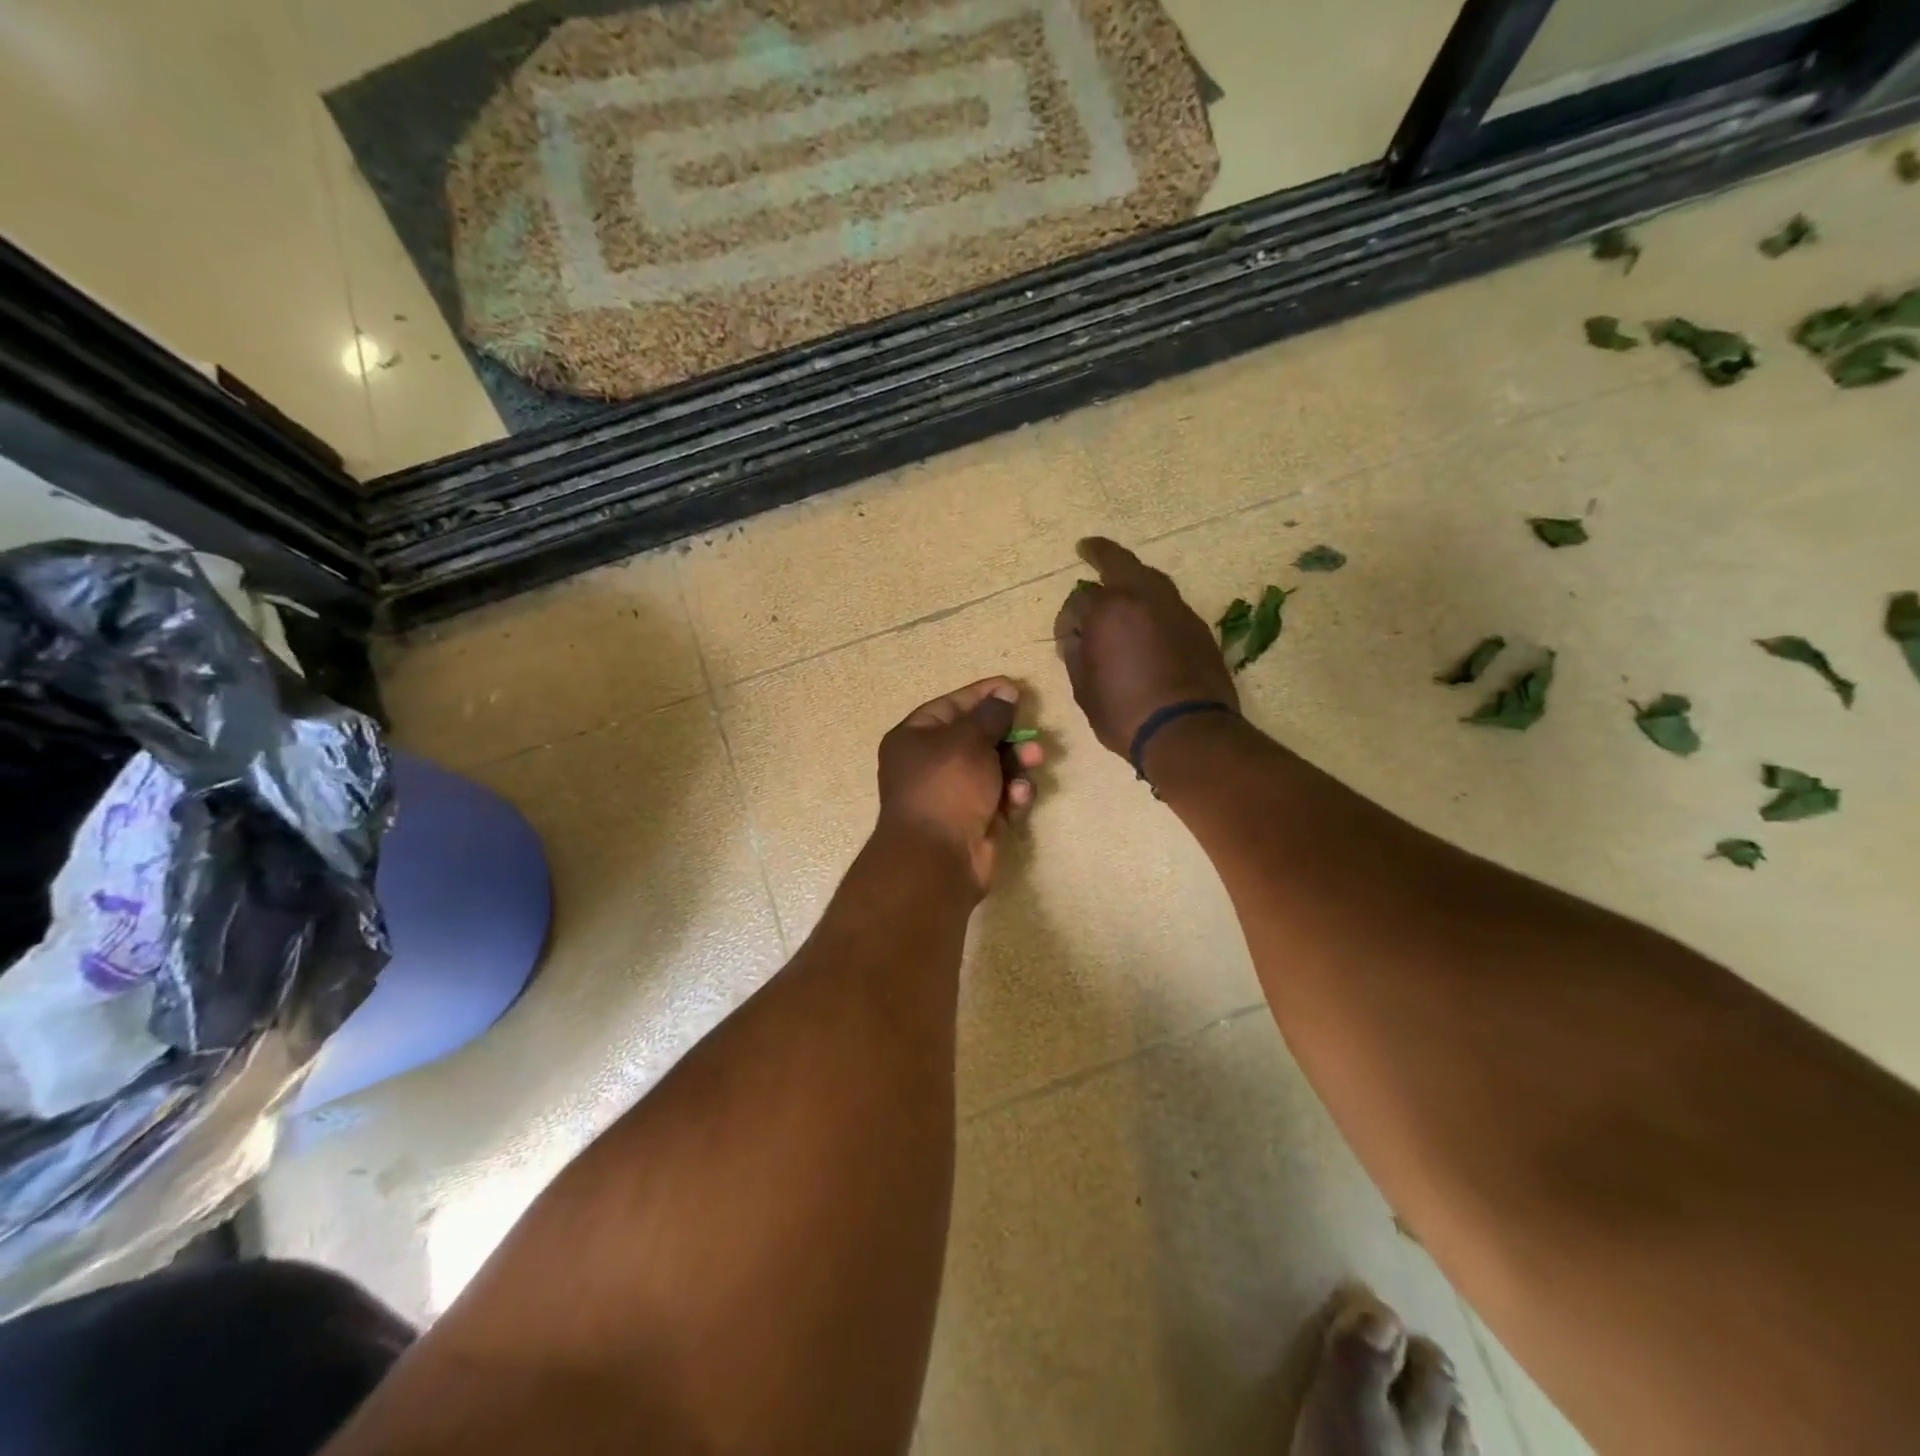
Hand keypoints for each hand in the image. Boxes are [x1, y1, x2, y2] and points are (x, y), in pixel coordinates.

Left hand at [877, 677, 1043, 894]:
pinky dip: (1012, 795)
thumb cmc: (947, 786)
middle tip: (1031, 736)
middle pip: (977, 738)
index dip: (984, 695)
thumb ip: (992, 714)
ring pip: (994, 768)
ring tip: (1033, 763)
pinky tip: (1018, 799)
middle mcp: (930, 764)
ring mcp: (953, 794)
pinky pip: (1000, 797)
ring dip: (1017, 765)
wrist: (938, 858)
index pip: (953, 705)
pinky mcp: (974, 819)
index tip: (1015, 688)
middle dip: (1009, 736)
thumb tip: (1005, 692)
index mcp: (915, 738)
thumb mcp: (969, 740)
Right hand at [1053, 537, 1236, 758]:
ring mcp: (1175, 609)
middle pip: (1118, 562)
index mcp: (1108, 610)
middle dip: (1099, 553)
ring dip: (1131, 577)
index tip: (1065, 640)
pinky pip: (1168, 603)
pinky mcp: (1197, 626)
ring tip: (1120, 585)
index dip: (1066, 621)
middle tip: (1087, 548)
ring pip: (1149, 578)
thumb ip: (1076, 654)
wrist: (1187, 732)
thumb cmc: (1125, 714)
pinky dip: (1152, 604)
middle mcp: (1143, 598)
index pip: (1078, 602)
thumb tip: (1077, 637)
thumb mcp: (1084, 689)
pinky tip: (1146, 621)